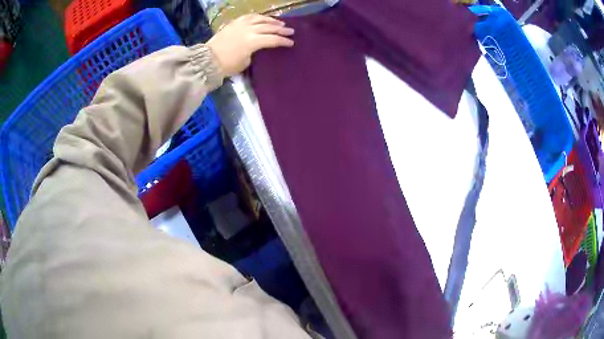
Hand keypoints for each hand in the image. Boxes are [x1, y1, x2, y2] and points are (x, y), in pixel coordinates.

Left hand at [206, 14, 293, 76]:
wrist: (208, 60)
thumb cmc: (227, 65)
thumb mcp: (246, 61)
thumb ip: (255, 52)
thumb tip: (259, 47)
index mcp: (253, 42)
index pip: (273, 39)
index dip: (283, 41)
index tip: (291, 43)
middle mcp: (249, 30)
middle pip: (269, 27)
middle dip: (281, 29)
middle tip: (291, 31)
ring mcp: (241, 24)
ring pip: (261, 19)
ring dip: (272, 20)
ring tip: (280, 22)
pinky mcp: (234, 22)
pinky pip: (249, 16)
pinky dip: (258, 16)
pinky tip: (263, 18)